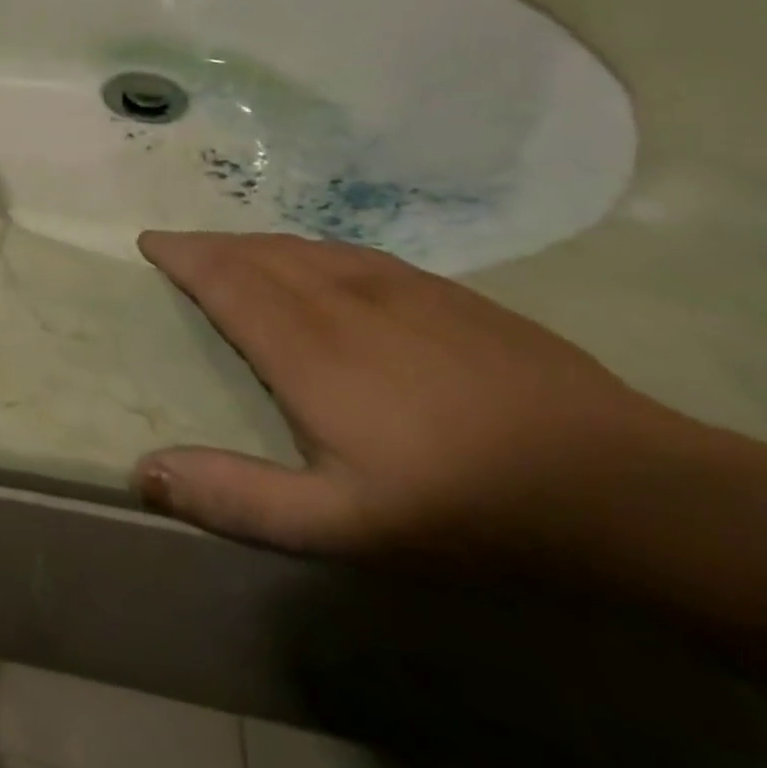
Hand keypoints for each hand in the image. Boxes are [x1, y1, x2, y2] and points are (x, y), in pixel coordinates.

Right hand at [132, 232, 689, 575]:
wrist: (624, 488)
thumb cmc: (463, 509)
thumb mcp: (340, 526)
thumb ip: (236, 496)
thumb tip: (142, 470)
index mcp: (305, 346)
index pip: (225, 278)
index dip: (183, 255)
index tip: (150, 241)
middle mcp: (340, 299)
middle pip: (258, 253)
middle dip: (210, 244)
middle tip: (179, 246)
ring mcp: (398, 288)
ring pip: (304, 247)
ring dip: (255, 242)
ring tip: (232, 250)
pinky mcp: (445, 292)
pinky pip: (351, 252)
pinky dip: (309, 248)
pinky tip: (318, 261)